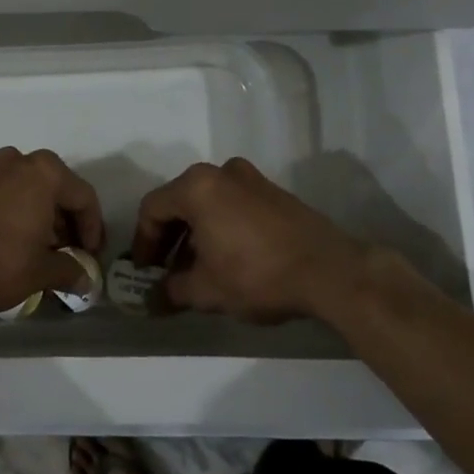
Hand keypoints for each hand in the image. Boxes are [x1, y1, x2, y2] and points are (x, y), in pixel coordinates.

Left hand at [0, 147, 103, 318]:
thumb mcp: (41, 272)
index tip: (91, 255)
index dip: (93, 228)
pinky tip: (6, 243)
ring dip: (37, 216)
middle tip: (67, 252)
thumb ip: (70, 270)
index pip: (83, 196)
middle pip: (53, 188)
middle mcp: (15, 161)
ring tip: (37, 250)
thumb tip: (86, 280)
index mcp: (43, 173)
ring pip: (24, 190)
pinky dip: (10, 214)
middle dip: (64, 221)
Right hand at [130, 158, 370, 321]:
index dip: (143, 242)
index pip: (153, 209)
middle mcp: (221, 172)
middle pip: (180, 201)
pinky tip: (227, 258)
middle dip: (169, 238)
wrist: (330, 271)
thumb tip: (151, 300)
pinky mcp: (275, 192)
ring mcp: (252, 179)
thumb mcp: (206, 290)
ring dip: (195, 234)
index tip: (144, 271)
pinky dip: (221, 226)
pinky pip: (233, 204)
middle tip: (165, 271)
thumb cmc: (257, 275)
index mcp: (197, 187)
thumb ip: (171, 291)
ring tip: (196, 270)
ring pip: (208, 203)